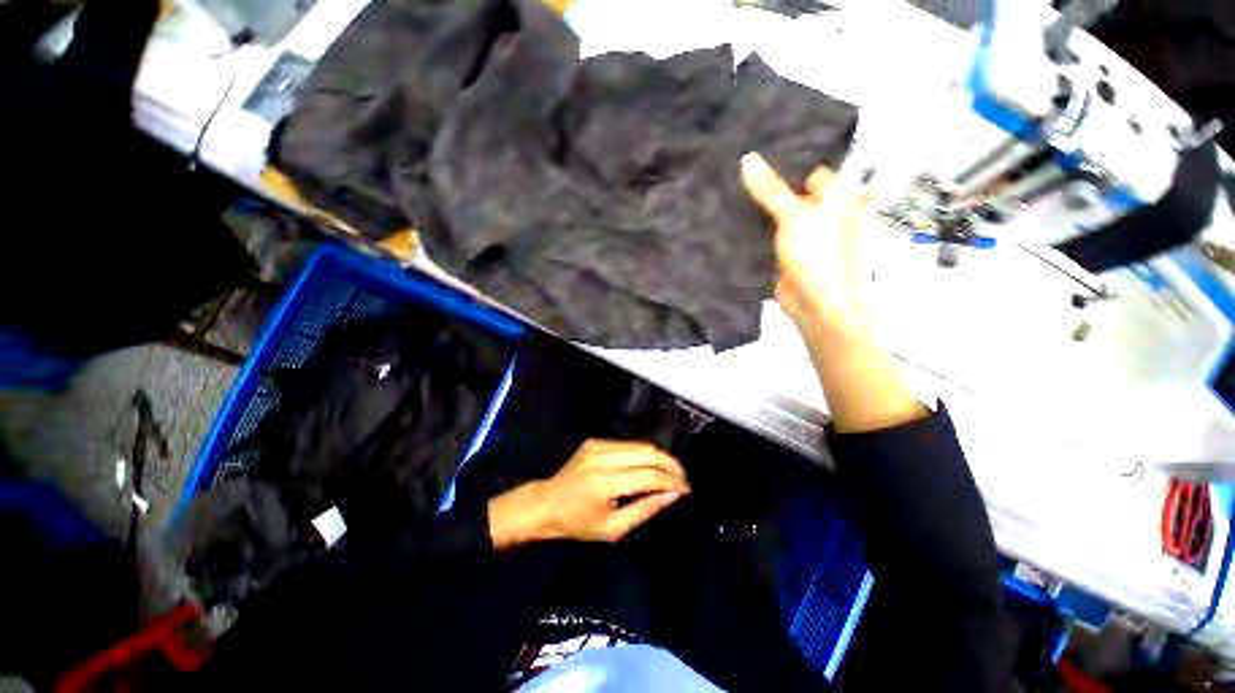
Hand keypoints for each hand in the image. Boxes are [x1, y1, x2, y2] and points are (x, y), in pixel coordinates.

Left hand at [488, 440, 688, 548]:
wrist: (547, 503)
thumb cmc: (578, 522)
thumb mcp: (613, 527)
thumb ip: (646, 509)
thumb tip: (673, 495)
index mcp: (603, 482)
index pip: (647, 475)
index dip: (671, 481)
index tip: (686, 489)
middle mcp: (602, 456)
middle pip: (647, 452)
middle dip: (671, 464)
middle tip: (683, 479)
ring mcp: (598, 444)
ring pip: (641, 445)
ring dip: (660, 457)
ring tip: (673, 473)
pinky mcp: (596, 440)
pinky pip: (629, 444)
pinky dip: (645, 454)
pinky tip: (653, 466)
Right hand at [741, 153, 925, 432]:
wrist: (815, 304)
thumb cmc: (817, 254)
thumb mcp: (794, 215)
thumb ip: (771, 189)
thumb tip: (747, 158)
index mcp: (833, 195)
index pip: (806, 167)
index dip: (782, 158)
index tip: (753, 147)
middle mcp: (818, 210)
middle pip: (788, 190)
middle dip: (764, 182)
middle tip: (733, 166)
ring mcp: (799, 232)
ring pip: (775, 212)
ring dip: (755, 205)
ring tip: (726, 186)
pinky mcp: (783, 250)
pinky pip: (766, 232)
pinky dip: (751, 226)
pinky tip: (730, 216)